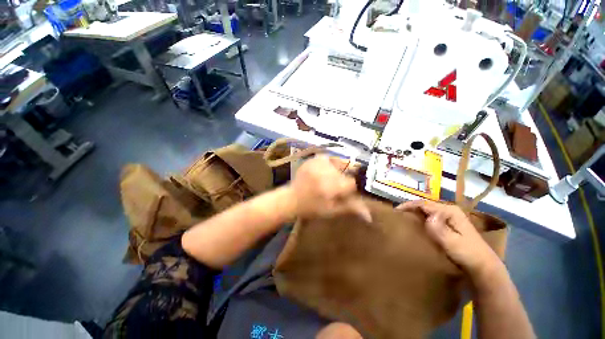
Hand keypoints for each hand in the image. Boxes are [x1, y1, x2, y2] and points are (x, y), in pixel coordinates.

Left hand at [289, 155, 371, 222]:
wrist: (291, 198)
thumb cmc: (311, 208)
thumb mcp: (332, 211)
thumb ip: (351, 208)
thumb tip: (370, 216)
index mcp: (330, 187)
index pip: (353, 182)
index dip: (352, 188)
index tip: (347, 192)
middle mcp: (325, 171)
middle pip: (347, 171)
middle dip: (345, 179)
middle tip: (334, 188)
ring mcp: (318, 163)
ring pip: (340, 163)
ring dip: (339, 171)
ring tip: (328, 181)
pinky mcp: (313, 159)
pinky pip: (330, 158)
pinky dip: (331, 165)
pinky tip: (324, 173)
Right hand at [397, 200, 500, 277]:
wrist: (483, 267)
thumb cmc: (468, 254)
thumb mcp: (453, 242)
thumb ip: (440, 229)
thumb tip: (428, 216)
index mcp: (450, 211)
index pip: (424, 204)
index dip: (408, 205)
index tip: (395, 211)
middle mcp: (449, 210)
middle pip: (424, 205)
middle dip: (410, 208)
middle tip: (397, 215)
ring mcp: (449, 217)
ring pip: (427, 211)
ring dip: (415, 213)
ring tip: (403, 219)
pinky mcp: (449, 225)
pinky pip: (430, 218)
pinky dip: (421, 219)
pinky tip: (415, 225)